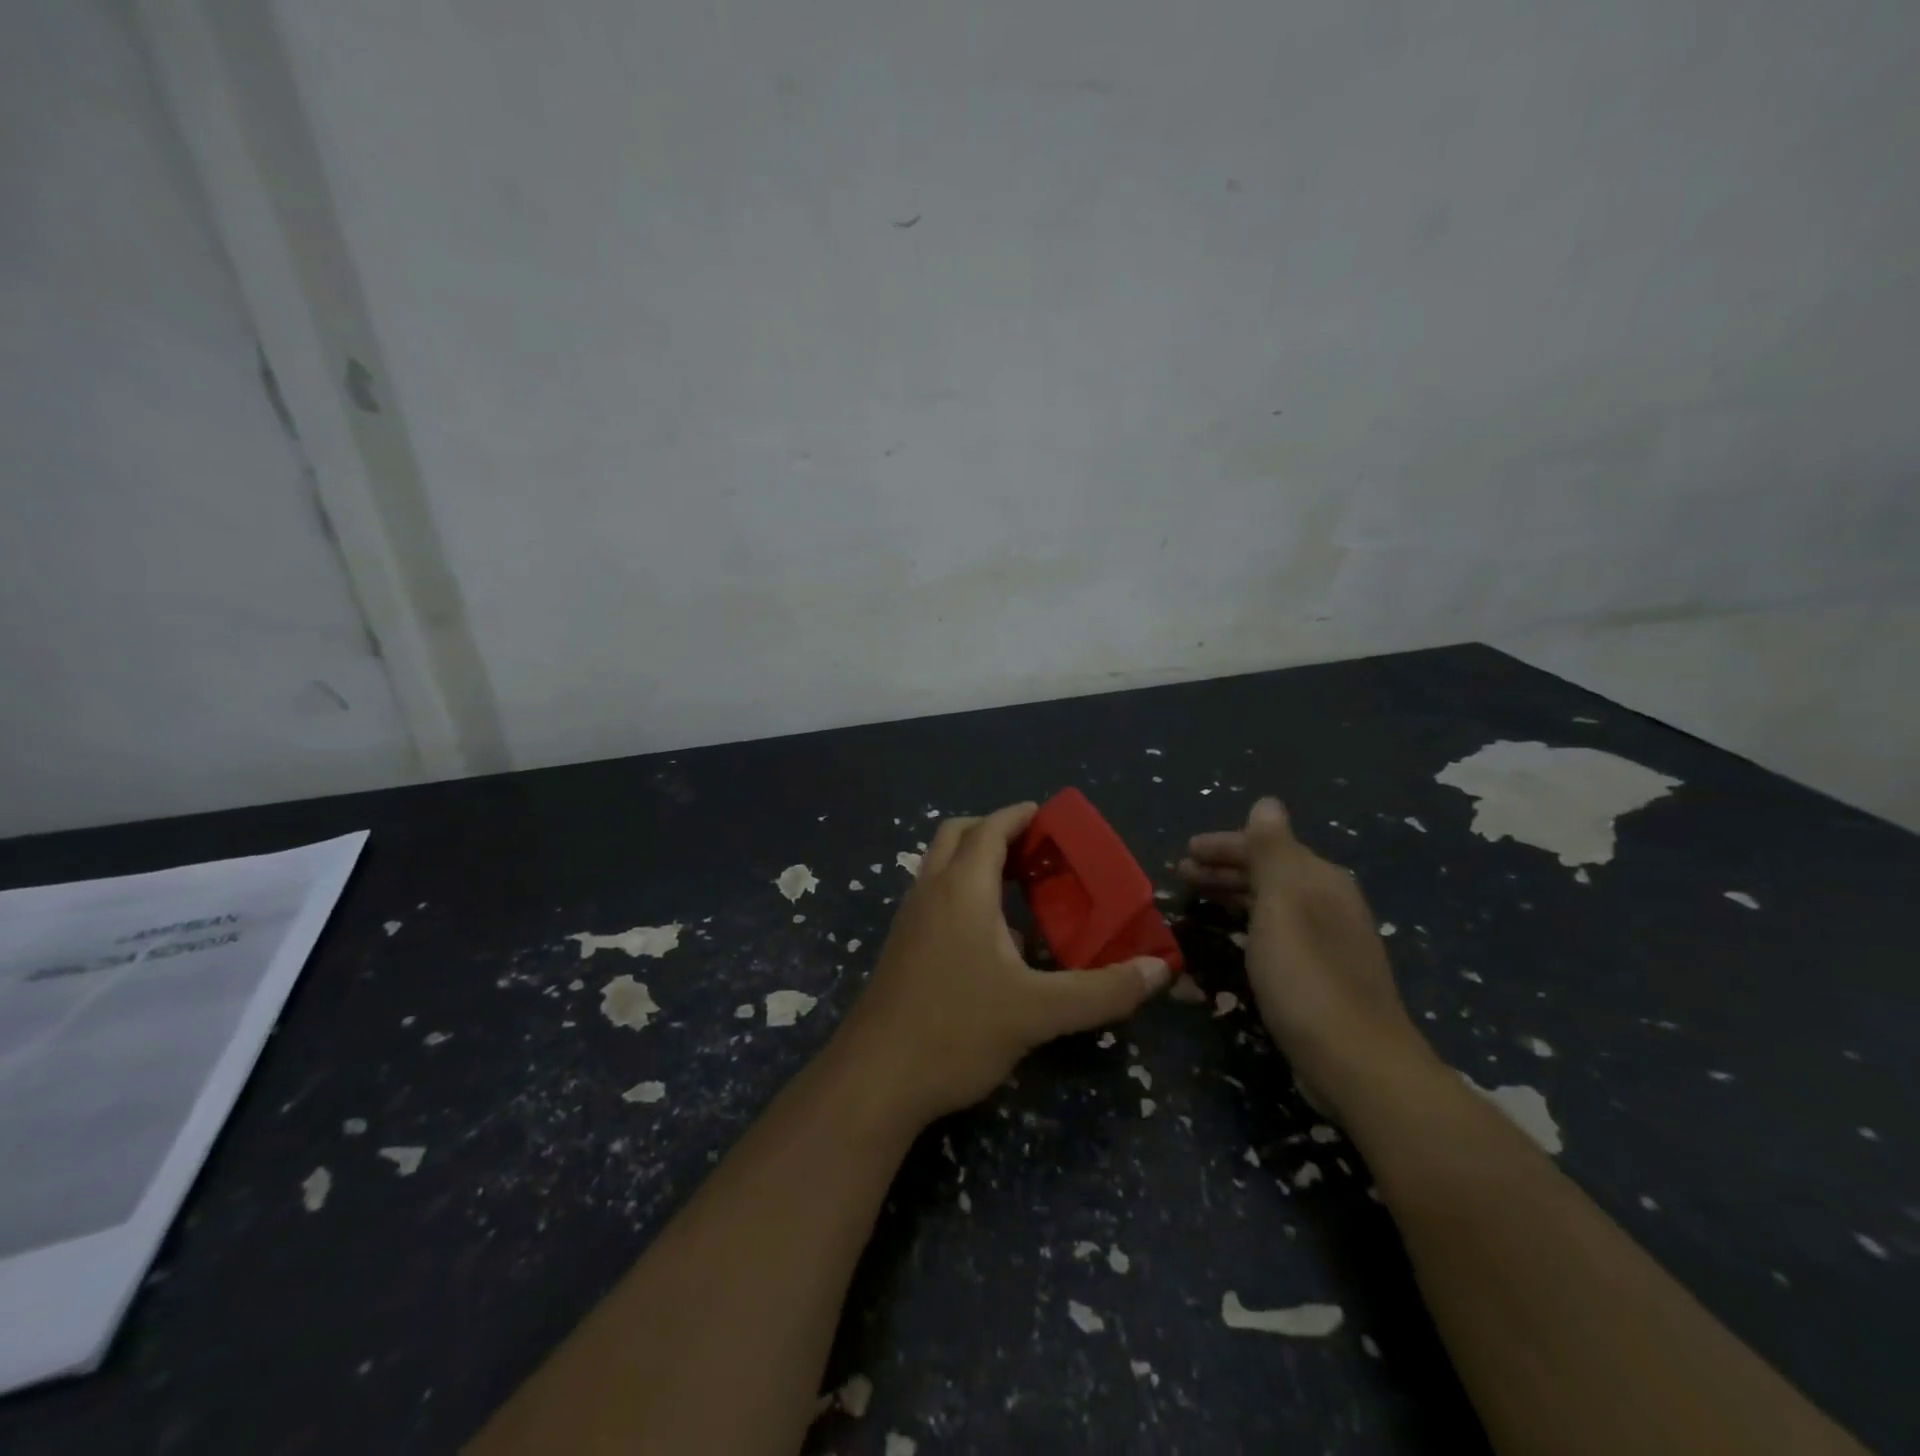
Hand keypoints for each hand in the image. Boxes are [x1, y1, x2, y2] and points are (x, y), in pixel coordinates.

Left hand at [834, 802, 1173, 1123]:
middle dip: (997, 831)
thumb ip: (1101, 990)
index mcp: (961, 889)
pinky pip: (936, 897)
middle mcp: (930, 891)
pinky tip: (994, 939)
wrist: (874, 1080)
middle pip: (958, 835)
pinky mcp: (902, 947)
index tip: (1052, 818)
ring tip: (1023, 890)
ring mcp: (910, 919)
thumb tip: (1159, 970)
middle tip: (1038, 851)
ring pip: (942, 866)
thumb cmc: (956, 1031)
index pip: (990, 828)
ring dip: (978, 862)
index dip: (1020, 815)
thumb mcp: (1039, 1012)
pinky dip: (964, 894)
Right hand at [1180, 798, 1433, 1117]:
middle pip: (1270, 871)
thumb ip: (1272, 851)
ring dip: (1234, 892)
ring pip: (1273, 901)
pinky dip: (1249, 921)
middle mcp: (1329, 902)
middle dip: (1225, 867)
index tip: (1184, 852)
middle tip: (1181, 874)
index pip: (1265, 845)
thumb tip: (1267, 802)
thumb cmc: (1306, 977)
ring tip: (1197, 899)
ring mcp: (1330, 939)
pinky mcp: (1323, 974)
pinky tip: (1234, 936)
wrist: (1358, 1063)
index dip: (1223, 845)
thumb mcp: (1282, 904)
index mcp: (1320, 879)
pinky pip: (1277, 930)